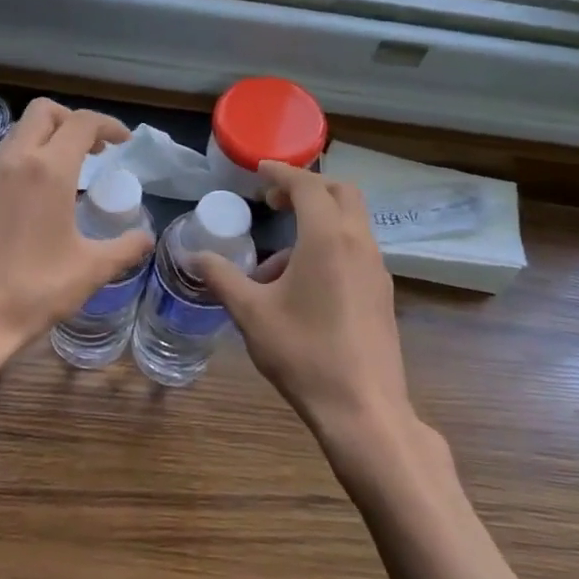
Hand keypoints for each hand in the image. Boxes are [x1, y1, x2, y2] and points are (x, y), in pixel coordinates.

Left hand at [0, 98, 152, 381]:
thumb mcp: (90, 270)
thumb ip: (124, 248)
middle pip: (44, 112)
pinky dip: (31, 158)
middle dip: (73, 120)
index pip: (81, 123)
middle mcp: (16, 162)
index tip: (124, 142)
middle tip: (97, 148)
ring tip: (74, 169)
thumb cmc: (33, 290)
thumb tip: (145, 237)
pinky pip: (8, 158)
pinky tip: (45, 195)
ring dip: (50, 137)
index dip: (108, 125)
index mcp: (48, 170)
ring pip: (21, 132)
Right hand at [197, 161, 418, 455]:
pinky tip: (301, 289)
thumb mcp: (251, 313)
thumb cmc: (303, 353)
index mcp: (328, 238)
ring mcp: (377, 269)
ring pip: (350, 224)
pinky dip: (329, 248)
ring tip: (274, 264)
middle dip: (307, 189)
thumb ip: (223, 278)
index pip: (308, 185)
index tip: (259, 170)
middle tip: (274, 202)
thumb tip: (196, 256)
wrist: (362, 408)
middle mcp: (359, 244)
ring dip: (316, 224)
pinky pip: (355, 252)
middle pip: (341, 194)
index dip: (282, 172)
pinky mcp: (382, 294)